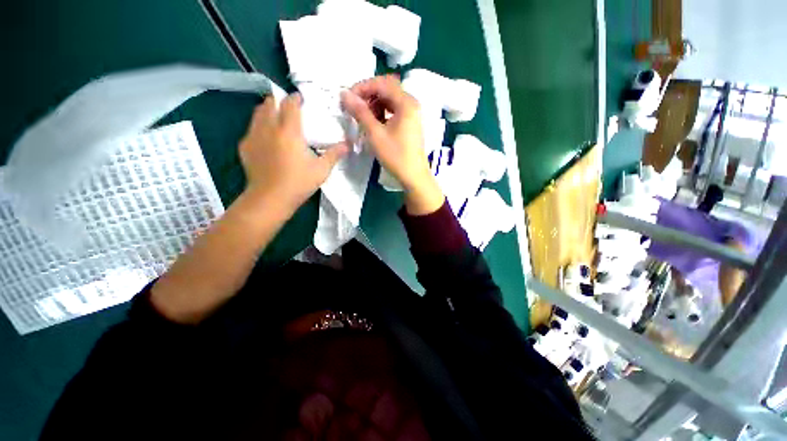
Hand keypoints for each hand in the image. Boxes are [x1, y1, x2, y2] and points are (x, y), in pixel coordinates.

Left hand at [239, 93, 348, 213]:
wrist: (270, 199)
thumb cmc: (299, 183)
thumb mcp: (322, 170)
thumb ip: (334, 154)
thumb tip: (348, 145)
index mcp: (289, 131)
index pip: (290, 104)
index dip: (295, 98)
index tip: (301, 99)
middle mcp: (269, 128)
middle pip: (270, 103)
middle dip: (279, 101)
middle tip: (289, 109)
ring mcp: (254, 136)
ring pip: (258, 113)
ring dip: (268, 110)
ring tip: (278, 120)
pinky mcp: (245, 146)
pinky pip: (251, 128)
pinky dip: (260, 126)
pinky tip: (267, 139)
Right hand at [341, 75, 443, 214]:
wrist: (414, 176)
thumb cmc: (396, 156)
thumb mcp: (375, 134)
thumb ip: (360, 112)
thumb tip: (344, 94)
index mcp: (406, 103)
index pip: (382, 83)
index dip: (362, 87)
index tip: (348, 98)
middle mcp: (411, 104)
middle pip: (387, 89)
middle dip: (368, 95)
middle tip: (354, 108)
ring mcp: (412, 114)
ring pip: (390, 100)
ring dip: (374, 104)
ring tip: (363, 118)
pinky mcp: (410, 123)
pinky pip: (394, 111)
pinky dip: (382, 113)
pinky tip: (374, 124)